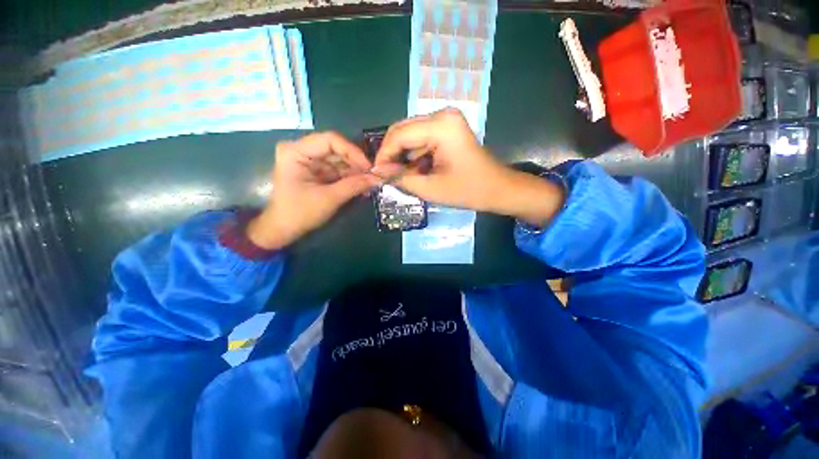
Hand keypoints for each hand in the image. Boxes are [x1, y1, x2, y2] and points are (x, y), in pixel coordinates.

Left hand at [247, 132, 379, 249]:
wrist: (283, 229)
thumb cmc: (300, 213)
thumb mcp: (329, 199)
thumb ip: (354, 186)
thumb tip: (378, 178)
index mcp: (295, 151)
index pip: (330, 140)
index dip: (353, 152)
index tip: (369, 167)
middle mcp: (301, 150)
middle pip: (335, 148)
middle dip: (355, 162)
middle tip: (373, 175)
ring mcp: (308, 160)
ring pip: (338, 158)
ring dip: (354, 170)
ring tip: (370, 182)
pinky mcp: (314, 170)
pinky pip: (336, 168)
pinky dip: (349, 176)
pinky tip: (361, 184)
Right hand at [374, 108, 564, 226]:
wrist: (498, 189)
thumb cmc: (469, 190)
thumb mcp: (431, 188)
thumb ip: (401, 178)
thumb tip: (378, 172)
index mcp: (441, 126)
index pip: (399, 135)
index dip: (384, 155)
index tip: (376, 173)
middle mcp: (442, 115)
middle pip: (403, 130)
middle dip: (391, 154)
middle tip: (385, 175)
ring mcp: (446, 120)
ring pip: (410, 134)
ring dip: (402, 155)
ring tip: (400, 175)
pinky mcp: (448, 129)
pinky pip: (421, 138)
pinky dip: (413, 154)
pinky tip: (414, 169)